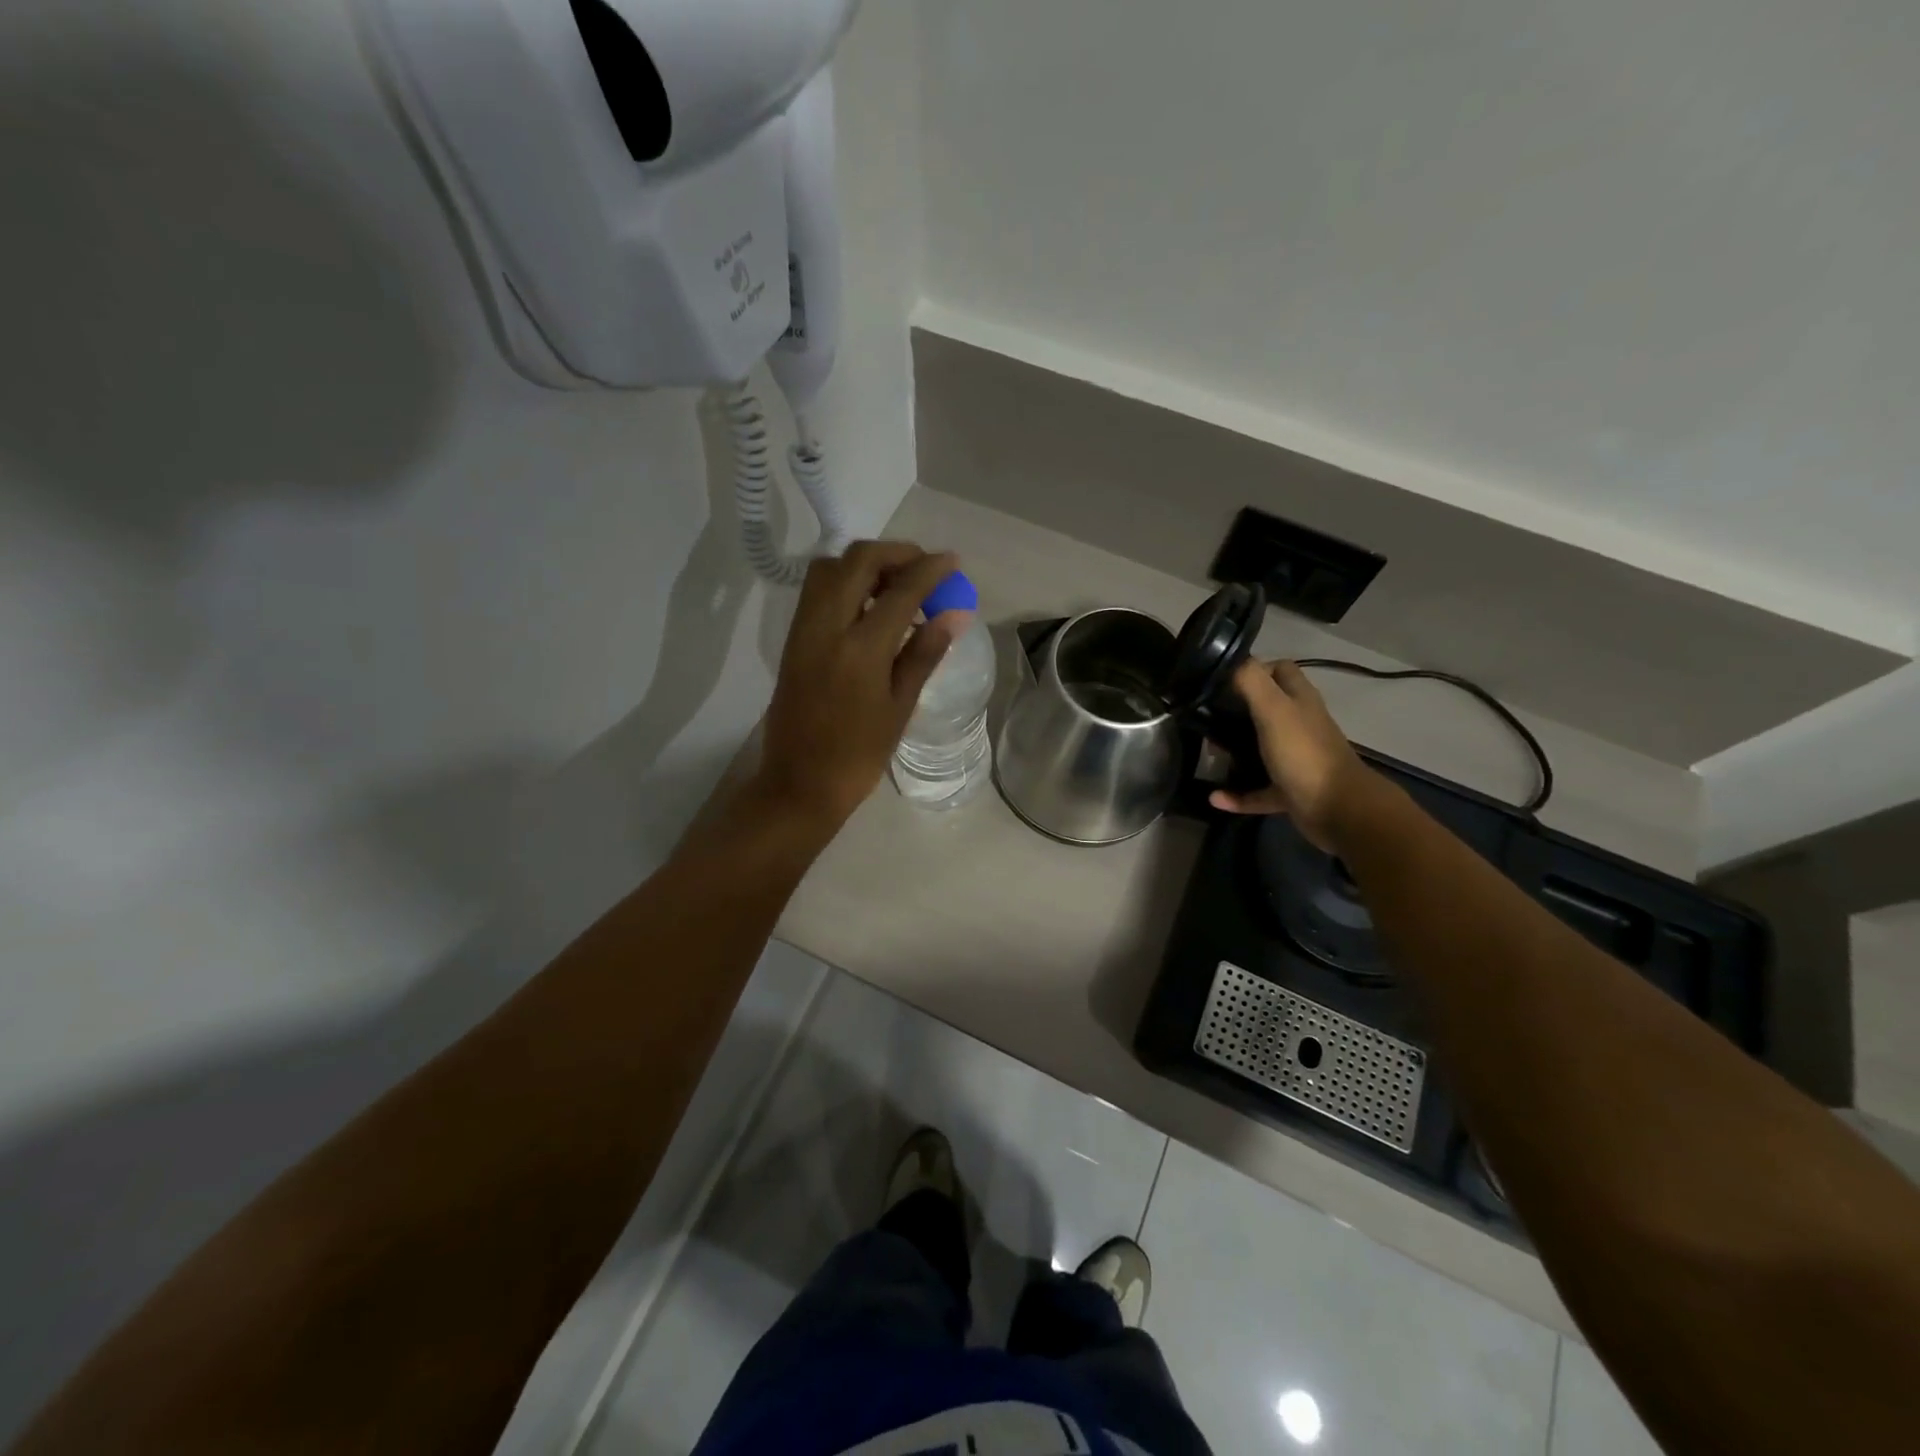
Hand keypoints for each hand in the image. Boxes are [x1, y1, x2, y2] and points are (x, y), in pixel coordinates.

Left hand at [753, 541, 970, 828]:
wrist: (799, 783)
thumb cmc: (859, 755)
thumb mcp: (900, 707)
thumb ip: (924, 653)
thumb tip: (954, 613)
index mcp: (860, 650)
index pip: (900, 591)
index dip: (930, 570)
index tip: (952, 561)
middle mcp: (826, 627)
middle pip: (858, 561)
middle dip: (896, 553)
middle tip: (924, 568)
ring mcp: (803, 630)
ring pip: (831, 568)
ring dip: (866, 563)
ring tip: (896, 585)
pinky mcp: (792, 638)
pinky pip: (817, 590)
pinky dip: (846, 581)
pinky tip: (869, 605)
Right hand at [1210, 660, 1373, 851]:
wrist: (1338, 809)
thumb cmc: (1304, 753)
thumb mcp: (1274, 709)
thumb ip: (1251, 681)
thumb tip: (1229, 662)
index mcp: (1299, 700)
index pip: (1280, 670)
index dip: (1254, 668)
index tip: (1222, 679)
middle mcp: (1299, 725)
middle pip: (1266, 708)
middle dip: (1236, 711)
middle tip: (1207, 717)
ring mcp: (1296, 759)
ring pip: (1260, 748)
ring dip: (1234, 752)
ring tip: (1209, 753)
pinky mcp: (1290, 790)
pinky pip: (1258, 790)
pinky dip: (1237, 794)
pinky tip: (1215, 797)